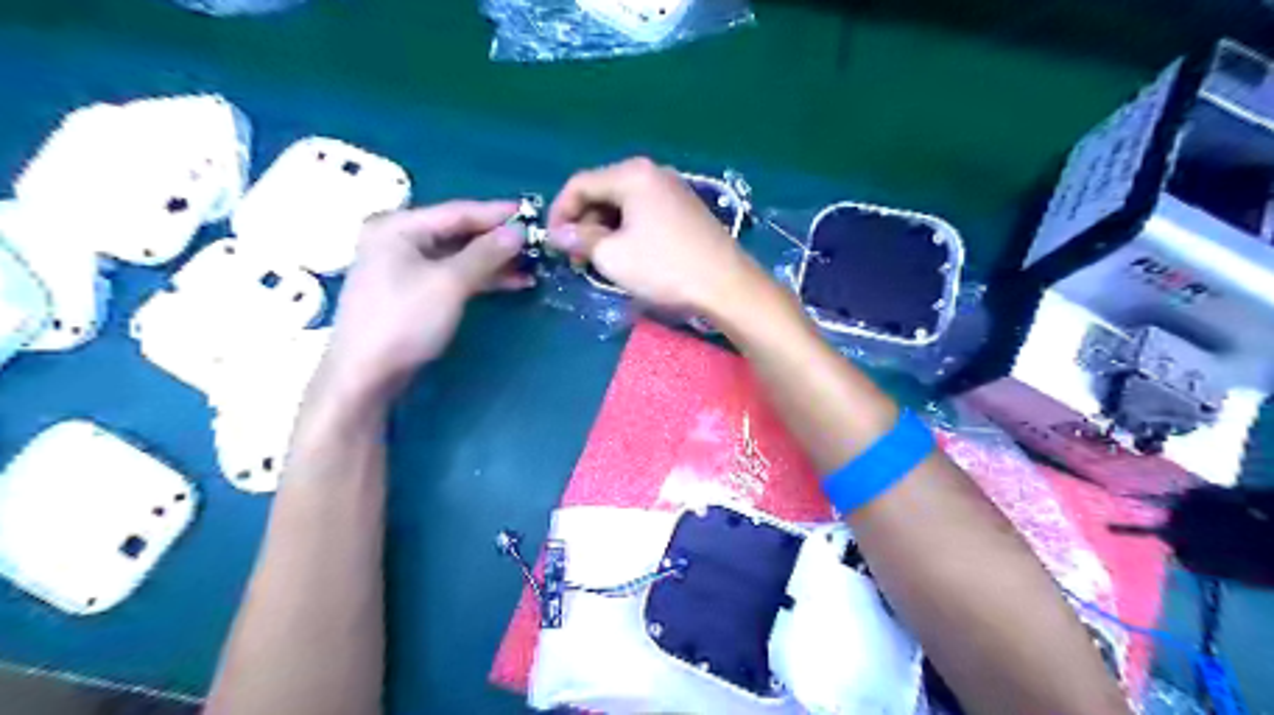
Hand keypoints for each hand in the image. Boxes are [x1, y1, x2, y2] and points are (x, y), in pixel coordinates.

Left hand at [325, 202, 532, 401]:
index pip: (457, 212)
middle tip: (536, 243)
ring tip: (531, 266)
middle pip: (458, 233)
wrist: (366, 374)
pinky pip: (453, 275)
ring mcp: (405, 267)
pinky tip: (511, 282)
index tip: (532, 214)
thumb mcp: (449, 284)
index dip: (496, 214)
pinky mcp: (414, 292)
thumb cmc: (405, 321)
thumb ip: (485, 254)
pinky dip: (480, 278)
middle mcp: (399, 240)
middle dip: (498, 240)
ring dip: (494, 262)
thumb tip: (518, 232)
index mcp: (399, 227)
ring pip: (458, 256)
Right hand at [549, 158, 766, 314]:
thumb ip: (579, 240)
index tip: (552, 244)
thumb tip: (558, 234)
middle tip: (576, 258)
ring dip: (604, 231)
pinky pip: (643, 214)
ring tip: (599, 262)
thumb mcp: (612, 256)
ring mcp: (673, 190)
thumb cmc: (664, 268)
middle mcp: (652, 173)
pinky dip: (627, 232)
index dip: (559, 213)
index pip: (579, 184)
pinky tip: (626, 257)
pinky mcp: (685, 210)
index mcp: (632, 175)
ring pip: (623, 205)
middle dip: (583, 224)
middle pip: (602, 192)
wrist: (726, 286)